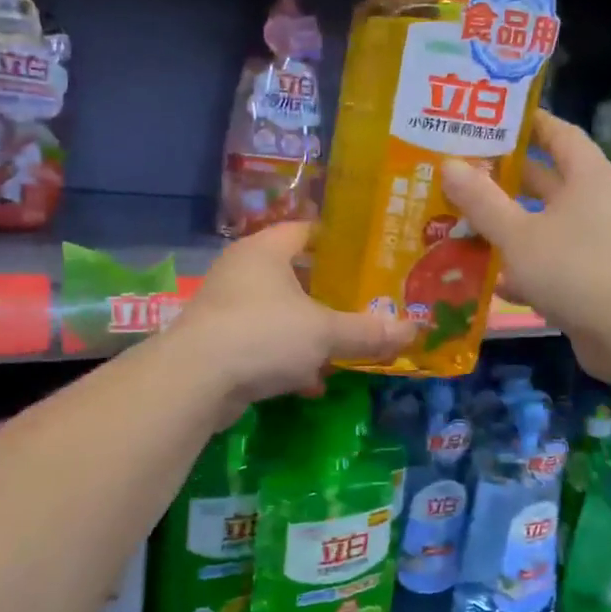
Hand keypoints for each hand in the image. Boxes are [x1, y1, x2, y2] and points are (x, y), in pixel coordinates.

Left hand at [170, 220, 414, 415]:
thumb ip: (368, 331)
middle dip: (327, 292)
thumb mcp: (325, 333)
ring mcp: (227, 307)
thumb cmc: (264, 335)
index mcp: (265, 250)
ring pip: (279, 312)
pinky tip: (311, 382)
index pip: (306, 229)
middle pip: (293, 273)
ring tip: (344, 345)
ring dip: (308, 331)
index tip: (368, 253)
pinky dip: (287, 358)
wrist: (195, 381)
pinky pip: (263, 343)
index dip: (337, 240)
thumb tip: (415, 330)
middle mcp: (242, 271)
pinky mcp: (219, 342)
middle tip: (364, 301)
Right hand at [443, 110, 610, 377]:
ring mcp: (603, 242)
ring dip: (513, 225)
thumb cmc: (574, 270)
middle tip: (464, 174)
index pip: (559, 134)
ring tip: (467, 224)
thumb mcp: (518, 235)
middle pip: (551, 180)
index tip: (491, 120)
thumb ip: (482, 201)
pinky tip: (495, 281)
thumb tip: (449, 165)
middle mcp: (601, 202)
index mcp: (590, 177)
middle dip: (508, 178)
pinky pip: (557, 260)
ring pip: (549, 223)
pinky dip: (528, 266)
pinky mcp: (599, 277)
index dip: (528, 124)